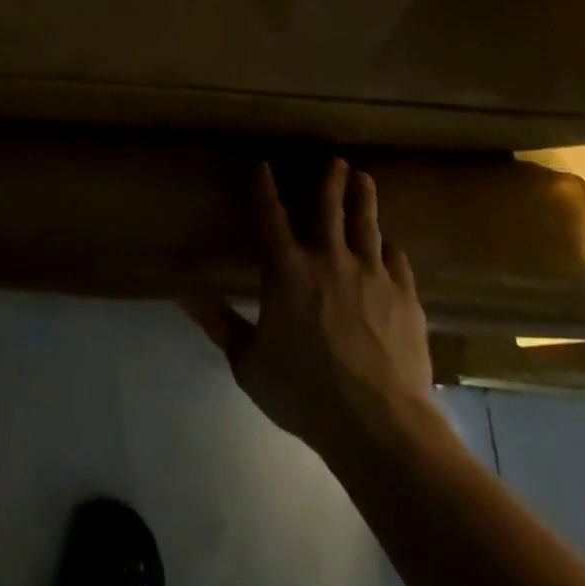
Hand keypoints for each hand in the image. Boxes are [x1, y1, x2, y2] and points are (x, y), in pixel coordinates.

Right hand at [182, 160, 436, 456]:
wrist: (380, 426)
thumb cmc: (306, 393)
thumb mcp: (248, 362)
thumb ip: (217, 322)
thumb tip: (179, 290)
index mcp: (287, 270)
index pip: (270, 216)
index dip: (264, 188)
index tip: (263, 165)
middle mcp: (329, 259)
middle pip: (329, 207)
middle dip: (330, 180)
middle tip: (335, 159)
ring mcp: (371, 275)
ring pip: (367, 224)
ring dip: (363, 198)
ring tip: (364, 178)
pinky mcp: (405, 297)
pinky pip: (397, 261)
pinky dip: (390, 248)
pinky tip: (391, 245)